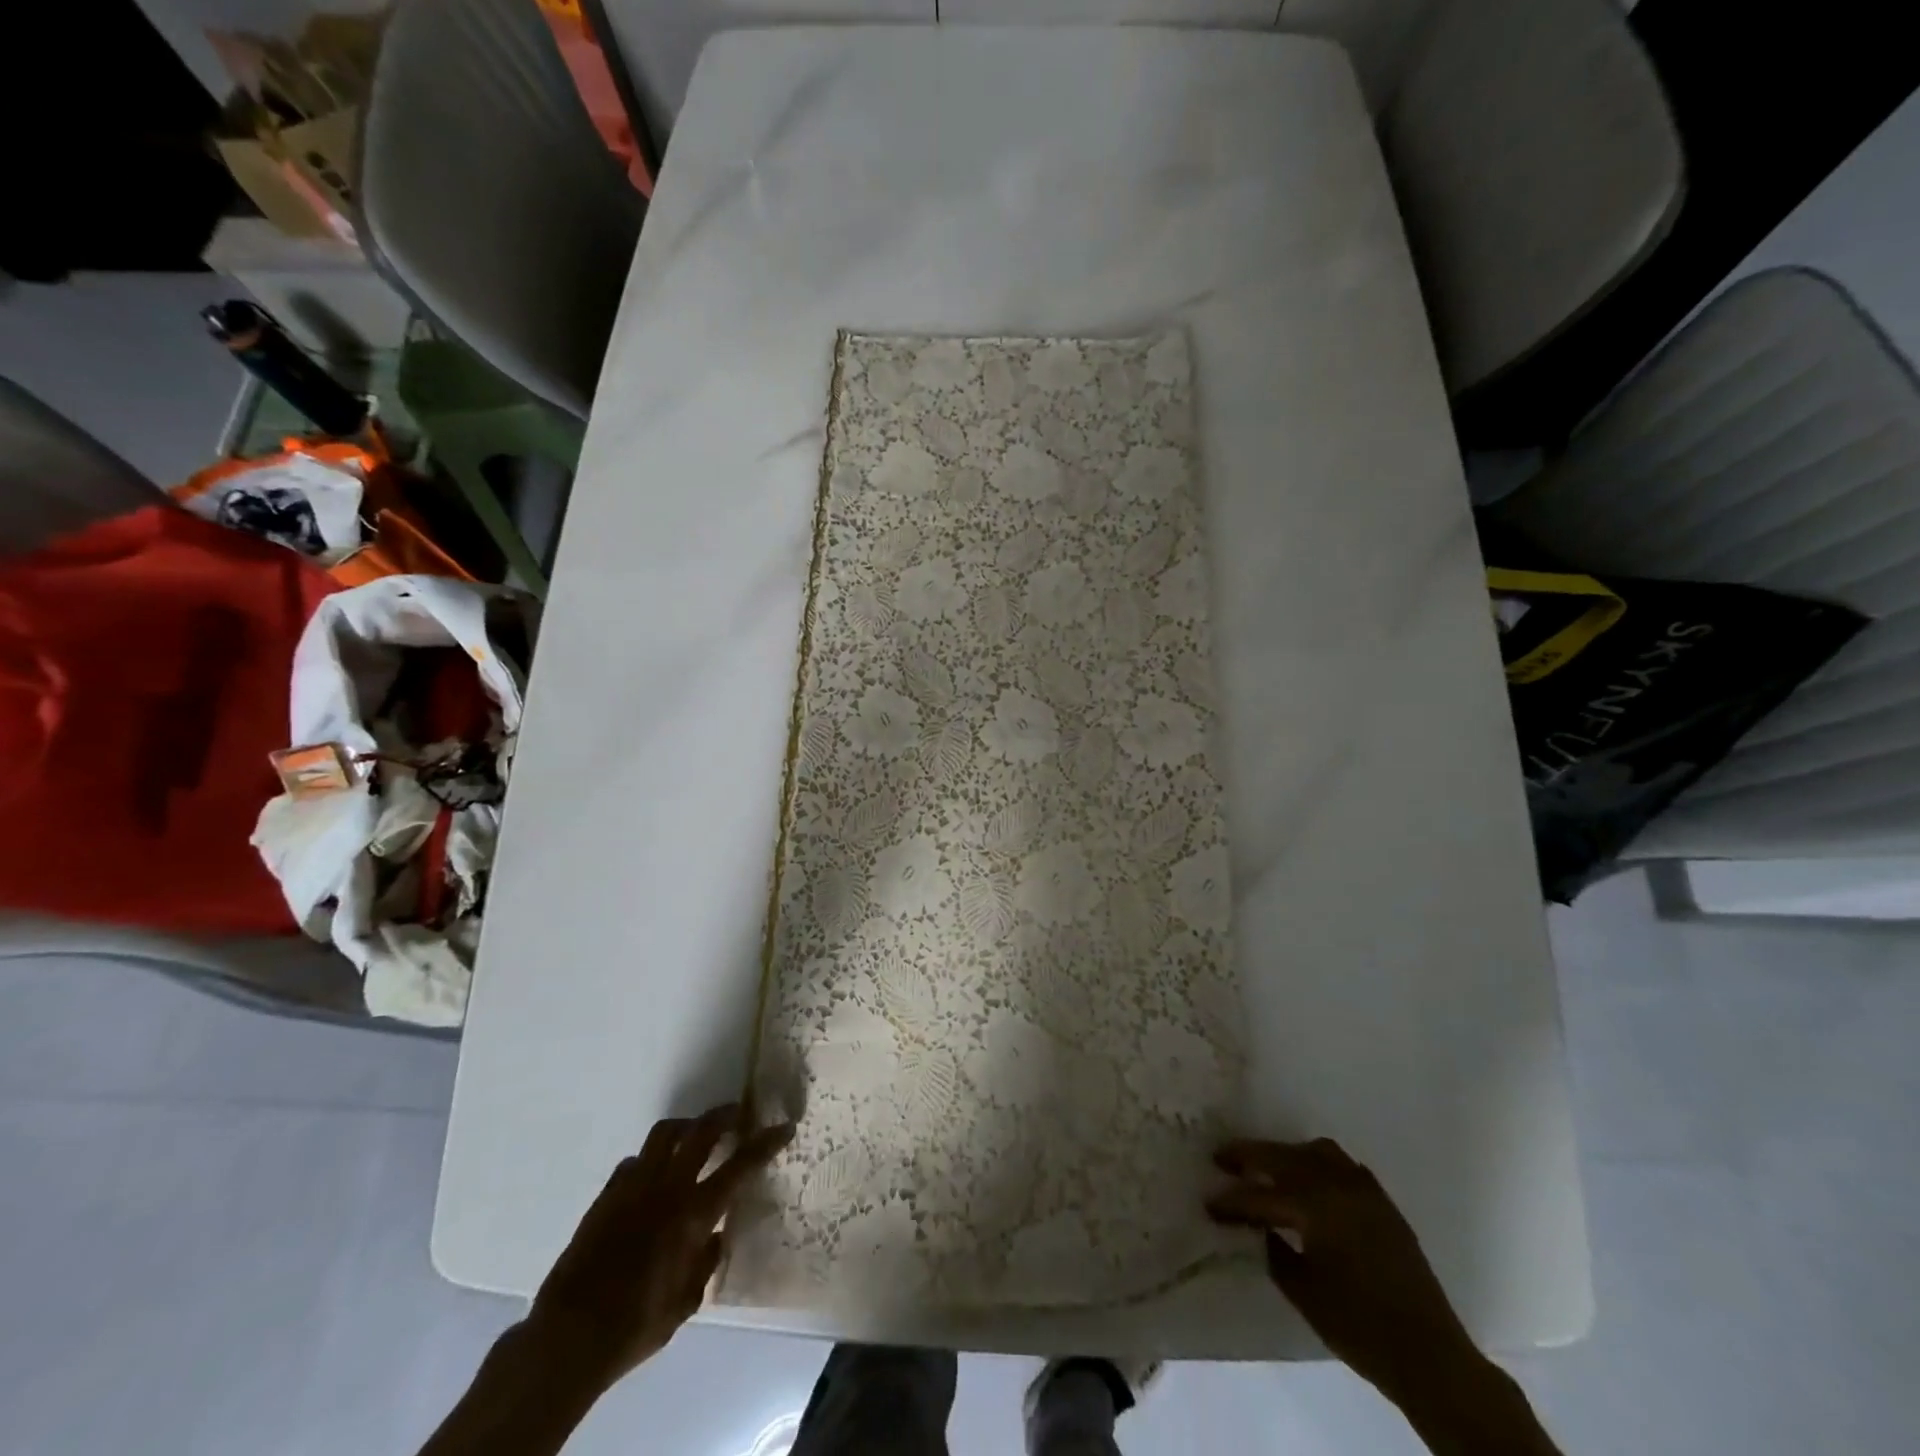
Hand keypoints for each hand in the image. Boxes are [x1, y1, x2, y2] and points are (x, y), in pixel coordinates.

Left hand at [527, 1105, 792, 1391]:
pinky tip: (653, 1176)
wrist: (570, 1335)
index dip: (765, 1142)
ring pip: (665, 1133)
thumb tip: (716, 1234)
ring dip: (687, 1127)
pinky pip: (634, 1161)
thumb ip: (706, 1261)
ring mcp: (634, 1186)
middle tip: (738, 1114)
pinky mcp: (607, 1194)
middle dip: (725, 1116)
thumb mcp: (686, 1302)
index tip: (784, 1127)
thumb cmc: (637, 1324)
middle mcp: (667, 1188)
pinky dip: (651, 1160)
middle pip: (702, 1132)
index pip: (740, 1166)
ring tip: (696, 1133)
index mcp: (693, 1213)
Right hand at [1207, 1138, 1481, 1404]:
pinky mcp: (1382, 1202)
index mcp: (1315, 1205)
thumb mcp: (1303, 1291)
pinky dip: (1318, 1166)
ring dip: (1287, 1156)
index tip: (1208, 1202)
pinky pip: (1342, 1166)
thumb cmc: (1359, 1327)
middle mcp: (1338, 1185)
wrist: (1430, 1356)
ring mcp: (1364, 1190)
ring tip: (1267, 1168)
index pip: (1261, 1195)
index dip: (1231, 1200)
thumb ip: (1275, 1250)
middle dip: (1249, 1156)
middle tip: (1222, 1159)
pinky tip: (1310, 1186)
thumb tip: (1260, 1227)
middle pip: (1284, 1157)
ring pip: (1316, 1152)